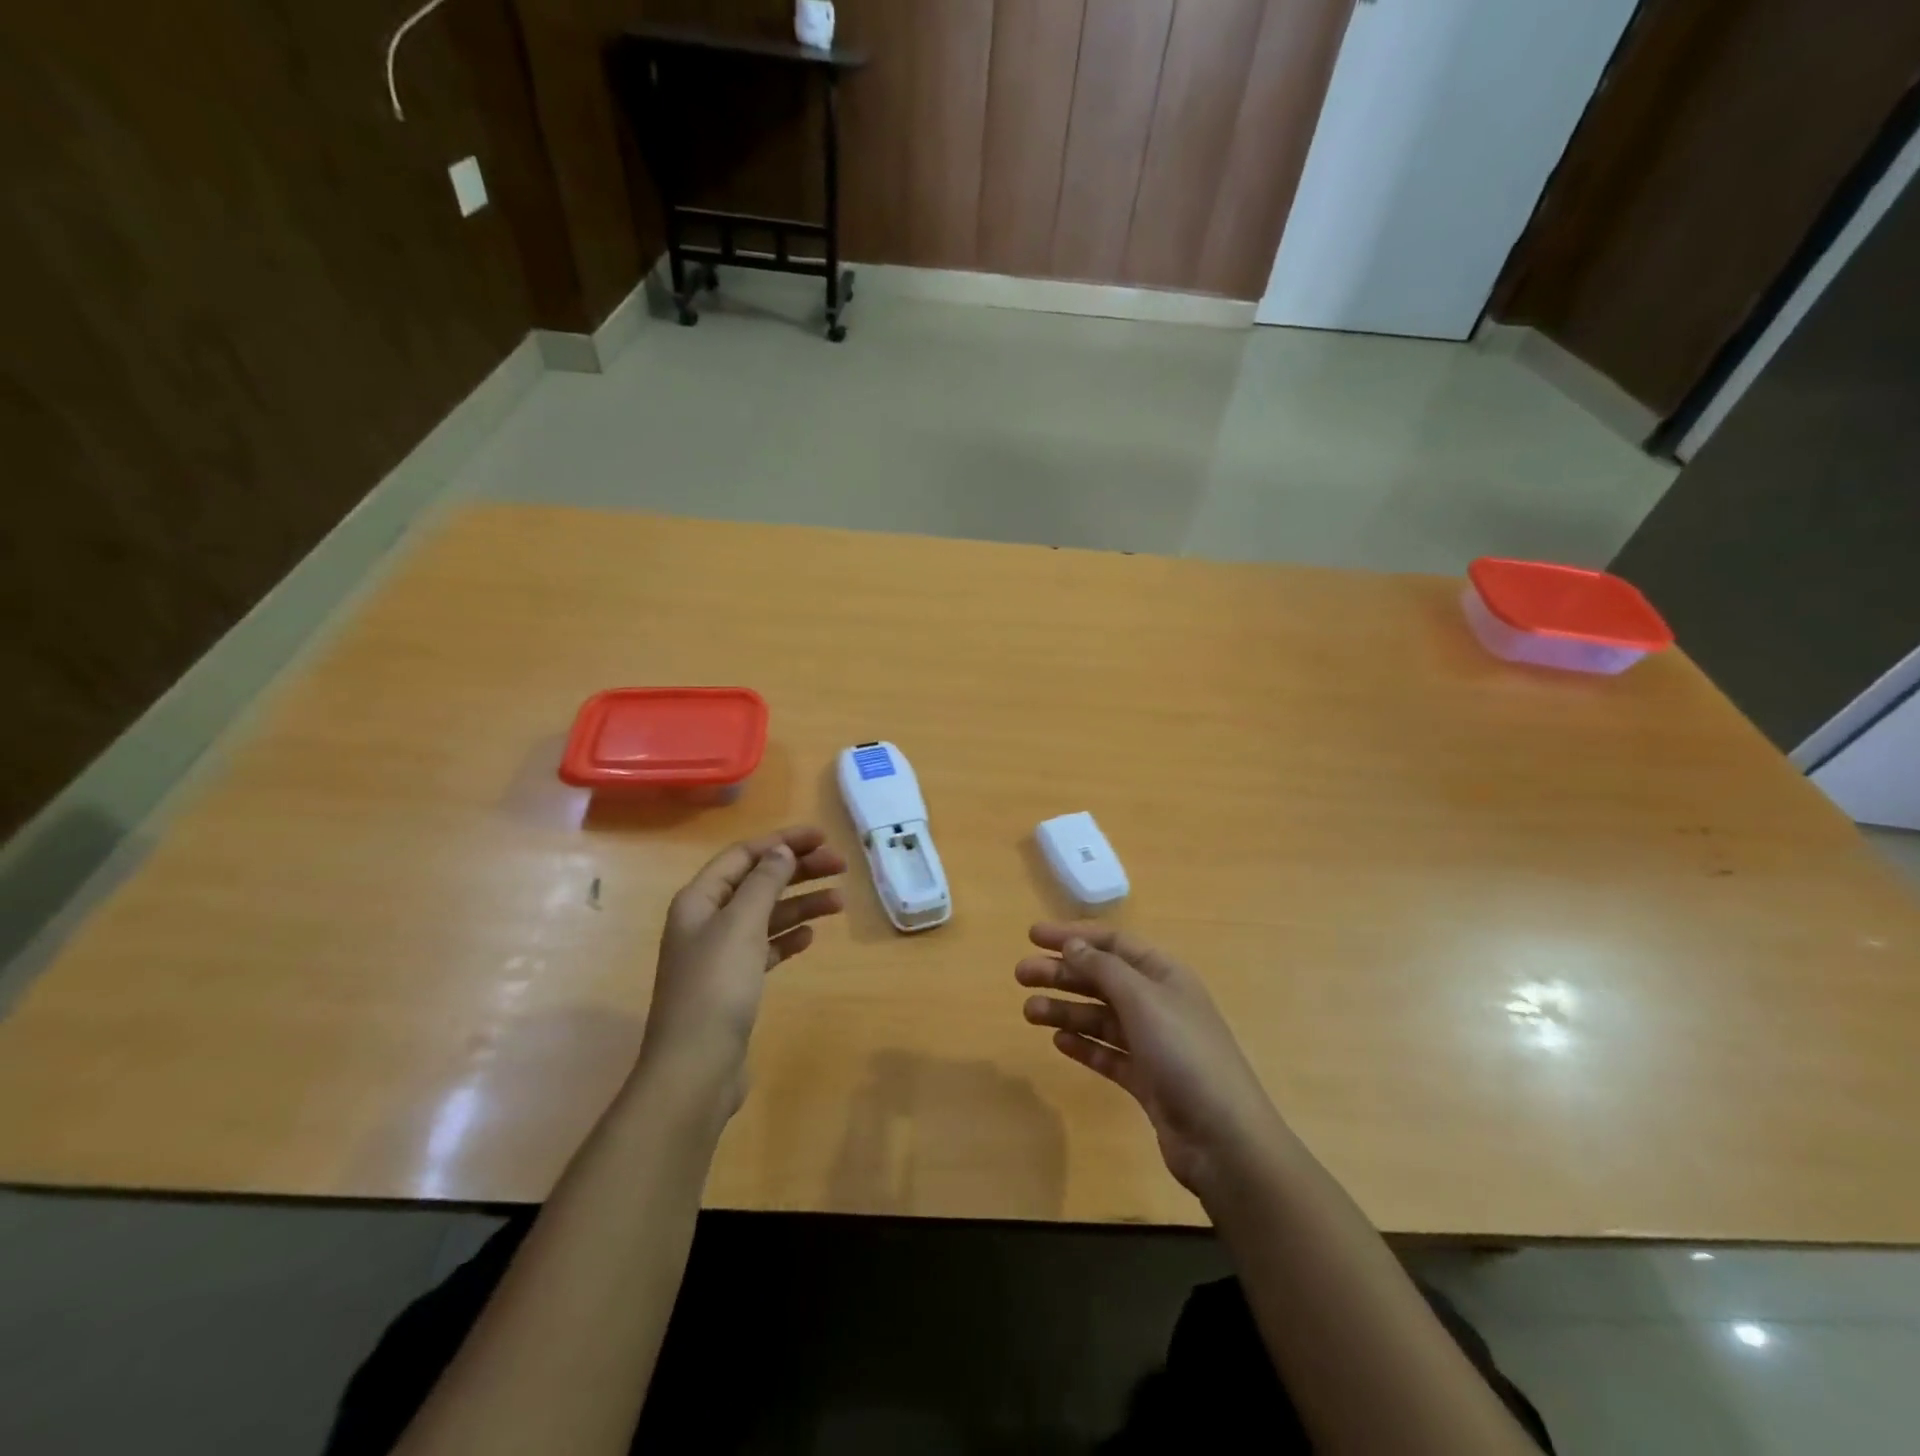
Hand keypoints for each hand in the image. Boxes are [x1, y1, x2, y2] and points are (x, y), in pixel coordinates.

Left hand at [636, 826, 845, 1112]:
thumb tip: (781, 851)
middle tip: (840, 866)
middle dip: (798, 870)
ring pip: (766, 915)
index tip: (822, 837)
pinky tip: (811, 937)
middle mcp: (706, 921)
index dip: (782, 842)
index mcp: (699, 900)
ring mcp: (719, 954)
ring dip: (801, 904)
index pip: (743, 856)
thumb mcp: (741, 925)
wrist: (696, 1067)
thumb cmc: (716, 987)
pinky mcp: (734, 984)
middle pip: (757, 882)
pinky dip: (788, 937)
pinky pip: (766, 947)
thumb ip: (763, 883)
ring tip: (839, 902)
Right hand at [1017, 924, 1288, 1199]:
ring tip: (1028, 1012)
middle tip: (1020, 975)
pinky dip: (1084, 1045)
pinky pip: (1108, 1054)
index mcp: (1164, 974)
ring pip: (1101, 1017)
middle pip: (1102, 978)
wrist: (1224, 1139)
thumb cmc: (1184, 1054)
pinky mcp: (1148, 1081)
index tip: (1033, 936)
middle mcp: (1159, 1003)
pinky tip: (1059, 1042)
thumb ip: (1103, 968)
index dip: (1073, 936)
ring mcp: (1154, 1044)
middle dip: (1061, 973)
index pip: (1113, 943)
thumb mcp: (1142, 999)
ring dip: (1065, 1010)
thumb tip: (1073, 945)